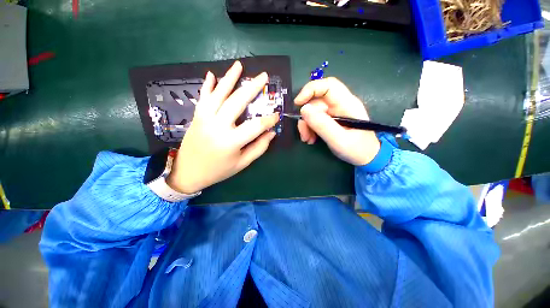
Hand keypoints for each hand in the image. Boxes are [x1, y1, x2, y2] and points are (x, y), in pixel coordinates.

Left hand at [166, 61, 278, 193]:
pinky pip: (203, 97)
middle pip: (237, 102)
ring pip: (219, 94)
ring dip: (229, 78)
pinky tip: (212, 74)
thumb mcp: (242, 163)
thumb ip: (258, 147)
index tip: (277, 115)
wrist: (188, 172)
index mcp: (230, 141)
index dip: (269, 120)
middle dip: (252, 88)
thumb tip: (271, 133)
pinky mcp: (197, 116)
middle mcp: (217, 126)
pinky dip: (207, 85)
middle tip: (264, 76)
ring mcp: (204, 118)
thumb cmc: (218, 170)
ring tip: (239, 65)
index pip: (255, 126)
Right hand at [294, 77, 379, 165]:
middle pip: (316, 102)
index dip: (311, 89)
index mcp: (347, 104)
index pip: (328, 86)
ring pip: (313, 112)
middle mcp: (340, 105)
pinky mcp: (330, 120)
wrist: (367, 157)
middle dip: (306, 118)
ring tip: (308, 139)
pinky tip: (310, 139)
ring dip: (306, 125)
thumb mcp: (339, 140)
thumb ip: (322, 125)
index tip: (298, 103)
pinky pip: (315, 119)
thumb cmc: (357, 149)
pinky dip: (309, 128)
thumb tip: (304, 109)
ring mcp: (334, 112)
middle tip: (304, 134)